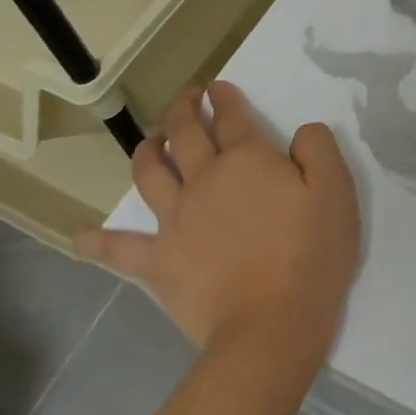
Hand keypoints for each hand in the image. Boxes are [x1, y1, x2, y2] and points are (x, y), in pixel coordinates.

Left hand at [76, 82, 360, 360]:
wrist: (271, 327)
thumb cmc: (311, 254)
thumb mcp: (336, 190)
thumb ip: (318, 148)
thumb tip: (301, 133)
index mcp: (247, 159)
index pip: (231, 116)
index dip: (224, 97)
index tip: (218, 87)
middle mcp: (204, 179)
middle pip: (185, 134)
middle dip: (184, 109)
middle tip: (187, 97)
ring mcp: (175, 221)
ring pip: (149, 174)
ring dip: (147, 151)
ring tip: (150, 142)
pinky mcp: (157, 263)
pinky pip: (117, 249)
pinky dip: (96, 240)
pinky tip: (79, 234)